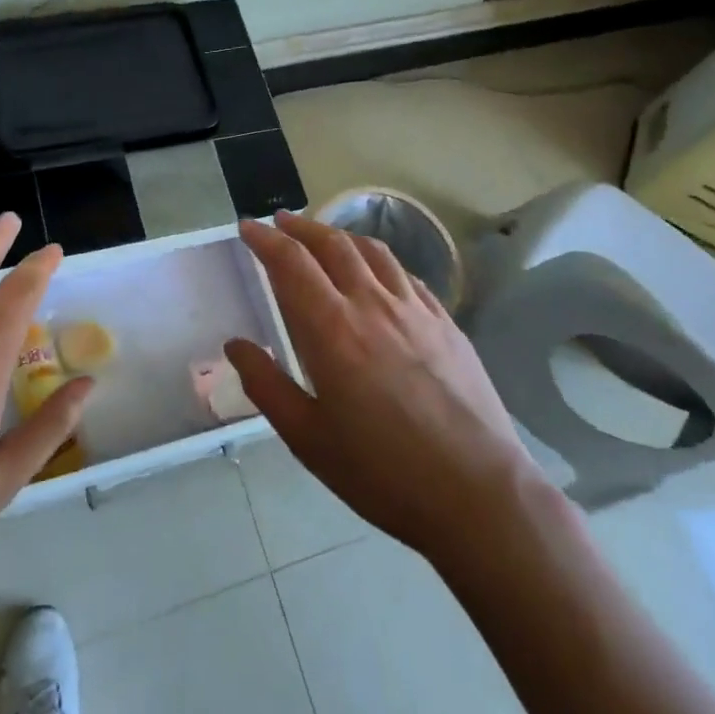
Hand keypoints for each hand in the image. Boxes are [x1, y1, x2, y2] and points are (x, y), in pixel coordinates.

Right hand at [225, 211, 547, 566]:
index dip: (265, 239)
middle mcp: (372, 304)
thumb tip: (236, 344)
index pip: (291, 263)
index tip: (247, 227)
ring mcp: (415, 310)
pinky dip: (381, 262)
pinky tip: (378, 273)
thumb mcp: (308, 438)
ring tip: (324, 237)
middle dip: (300, 227)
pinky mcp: (447, 323)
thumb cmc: (382, 472)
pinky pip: (406, 276)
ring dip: (341, 236)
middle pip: (332, 245)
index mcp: (332, 329)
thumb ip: (267, 385)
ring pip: (373, 251)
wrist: (478, 492)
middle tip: (280, 221)